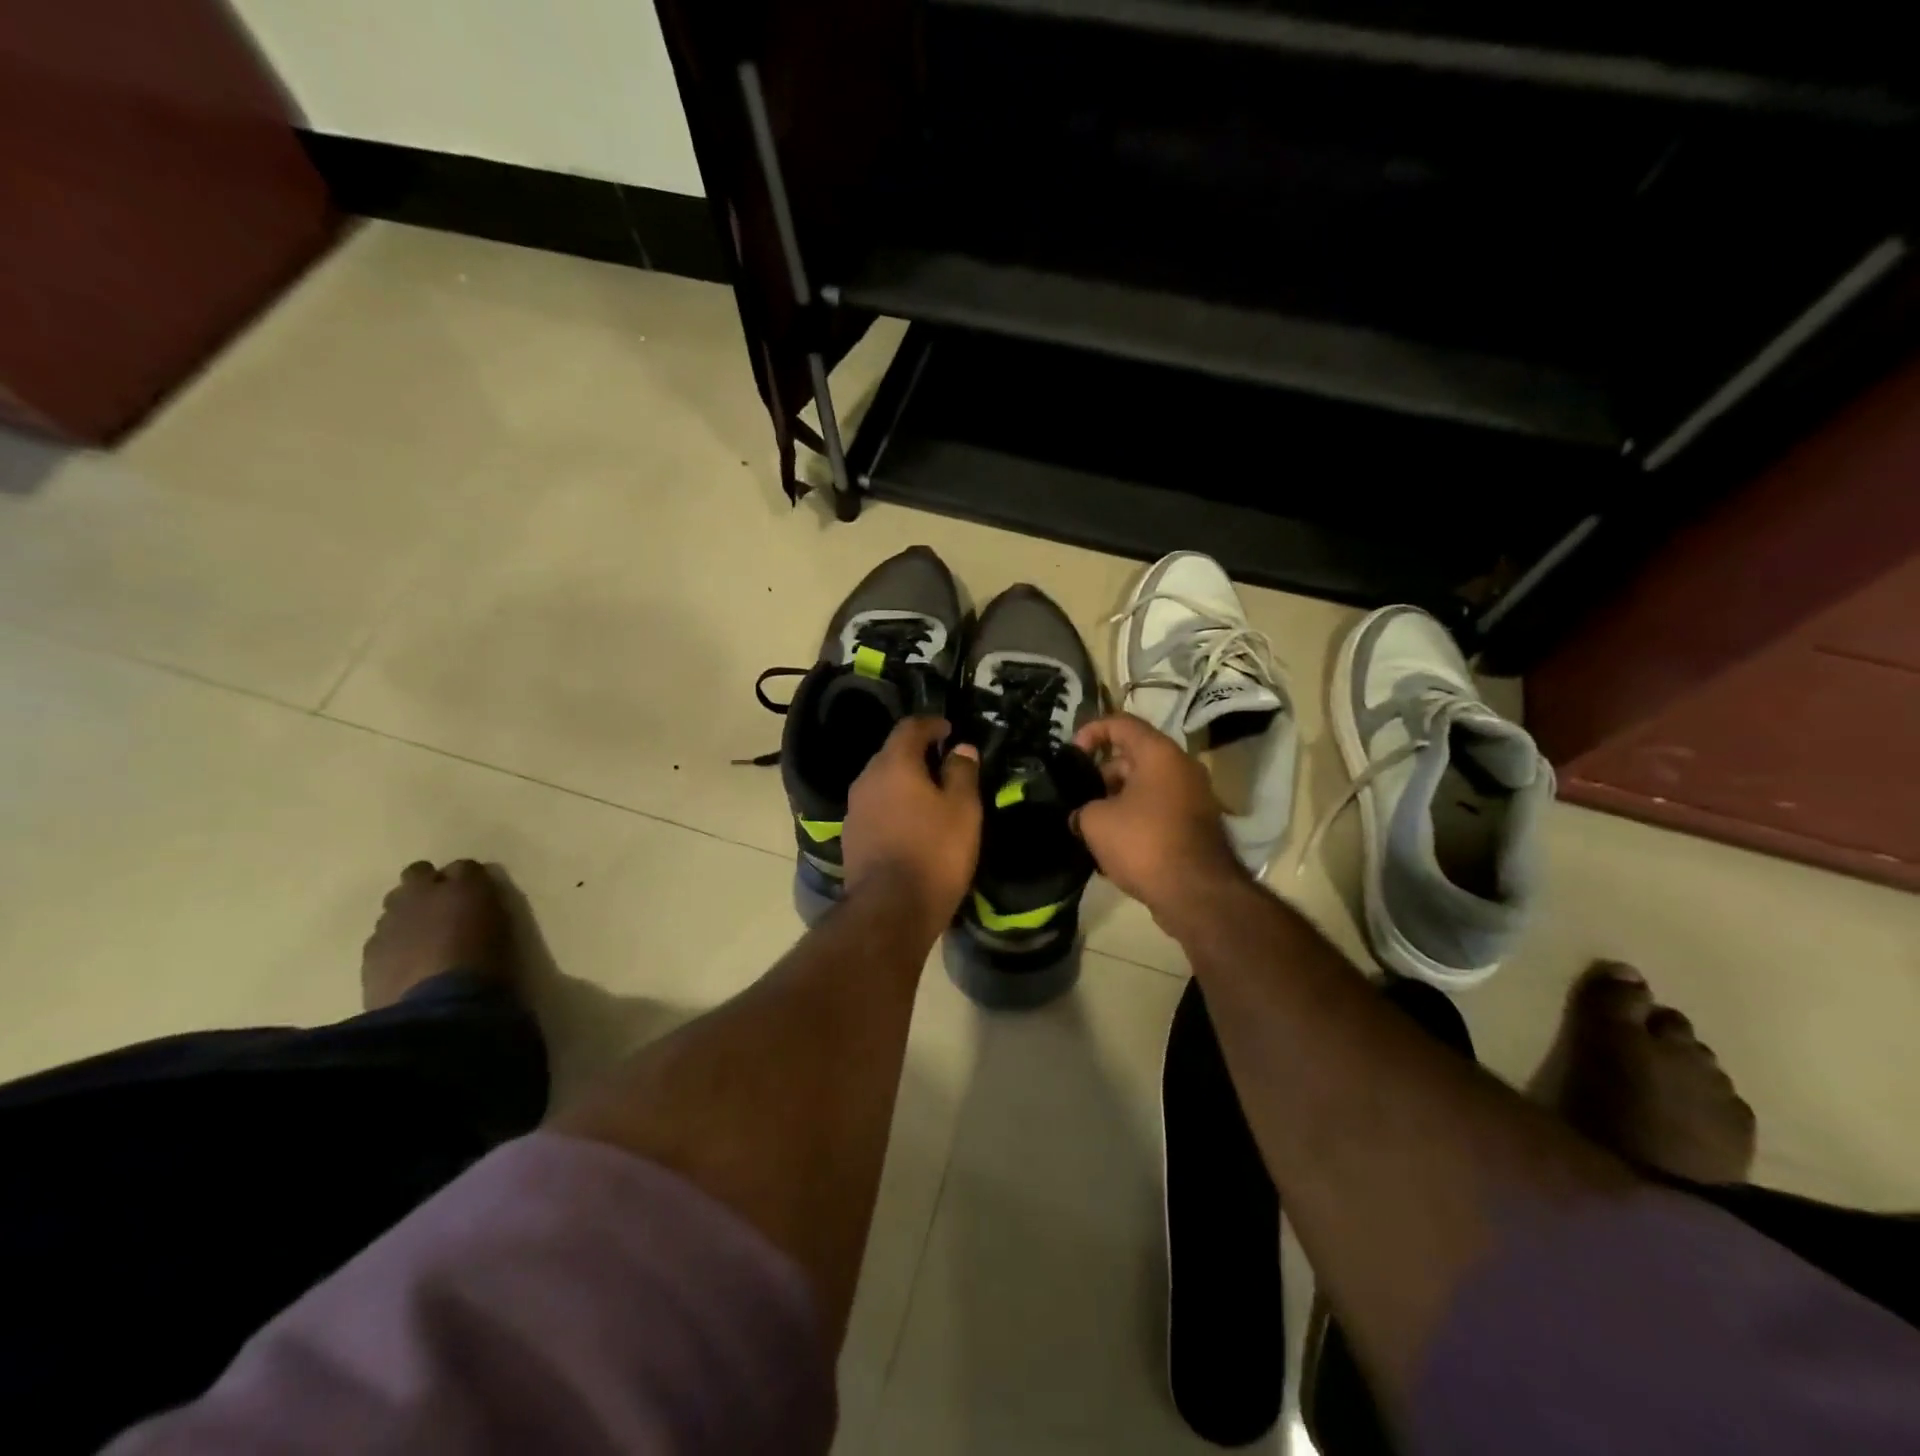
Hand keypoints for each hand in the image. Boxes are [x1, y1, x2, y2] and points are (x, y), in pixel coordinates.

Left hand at [843, 717, 981, 931]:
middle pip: (892, 754)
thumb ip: (962, 773)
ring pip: (882, 783)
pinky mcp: (851, 838)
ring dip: (904, 783)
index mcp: (894, 765)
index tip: (949, 730)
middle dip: (917, 754)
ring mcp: (854, 810)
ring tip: (930, 797)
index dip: (931, 724)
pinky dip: (893, 807)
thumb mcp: (963, 810)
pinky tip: (911, 825)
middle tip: (943, 764)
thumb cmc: (934, 852)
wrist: (890, 910)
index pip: (909, 728)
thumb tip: (961, 748)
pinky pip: (875, 809)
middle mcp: (867, 780)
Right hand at [1071, 714, 1248, 921]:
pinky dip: (1134, 818)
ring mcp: (1193, 796)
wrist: (1196, 893)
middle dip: (1100, 774)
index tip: (1071, 755)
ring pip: (1144, 786)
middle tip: (1078, 798)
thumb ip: (1082, 808)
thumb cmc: (1143, 843)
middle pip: (1133, 756)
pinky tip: (1113, 844)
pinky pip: (1157, 809)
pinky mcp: (1195, 825)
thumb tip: (1082, 815)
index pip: (1121, 723)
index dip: (1091, 731)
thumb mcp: (1095, 821)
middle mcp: (1181, 767)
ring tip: (1090, 825)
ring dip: (1115, 799)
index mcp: (1159, 753)